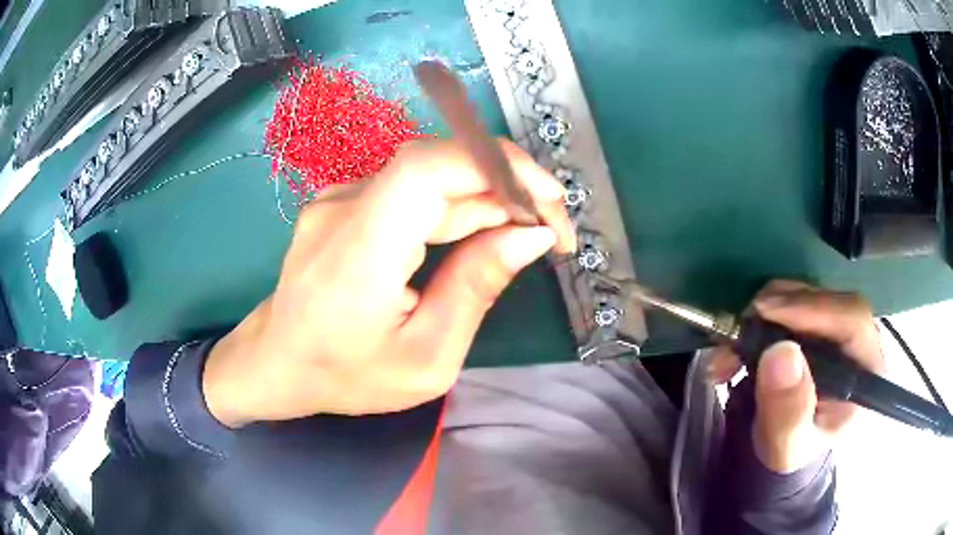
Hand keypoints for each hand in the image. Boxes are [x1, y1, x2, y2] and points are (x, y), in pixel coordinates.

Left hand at [202, 139, 575, 426]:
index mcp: (359, 251)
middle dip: (509, 187)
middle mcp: (344, 207)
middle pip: (438, 166)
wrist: (276, 362)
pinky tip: (483, 234)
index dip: (497, 166)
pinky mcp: (345, 202)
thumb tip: (532, 236)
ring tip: (527, 235)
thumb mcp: (426, 359)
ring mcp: (339, 198)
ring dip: (487, 198)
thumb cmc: (345, 375)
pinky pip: (411, 191)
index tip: (549, 200)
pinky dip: (457, 205)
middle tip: (552, 229)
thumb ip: (477, 289)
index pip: (428, 168)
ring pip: (430, 177)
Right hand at [708, 280, 884, 473]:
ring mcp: (836, 324)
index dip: (813, 308)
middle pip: (826, 300)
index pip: (852, 319)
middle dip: (779, 310)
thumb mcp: (786, 446)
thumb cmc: (791, 449)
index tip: (766, 312)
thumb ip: (787, 412)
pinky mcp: (815, 319)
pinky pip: (789, 300)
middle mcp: (858, 338)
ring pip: (804, 295)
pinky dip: (759, 316)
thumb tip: (781, 354)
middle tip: (738, 332)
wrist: (783, 443)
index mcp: (867, 368)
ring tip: (729, 350)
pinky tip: (738, 343)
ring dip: (762, 314)